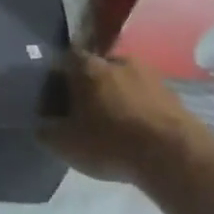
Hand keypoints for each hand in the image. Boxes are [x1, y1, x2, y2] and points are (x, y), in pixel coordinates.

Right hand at [39, 49, 200, 183]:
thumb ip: (45, 131)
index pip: (65, 59)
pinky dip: (137, 108)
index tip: (55, 98)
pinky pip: (144, 96)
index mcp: (87, 67)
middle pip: (95, 69)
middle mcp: (118, 61)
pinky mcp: (171, 93)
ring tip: (112, 123)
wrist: (172, 154)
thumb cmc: (109, 143)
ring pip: (123, 81)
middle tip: (83, 112)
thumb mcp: (64, 144)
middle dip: (88, 87)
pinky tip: (135, 130)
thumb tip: (41, 124)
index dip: (58, 77)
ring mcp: (149, 74)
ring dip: (115, 96)